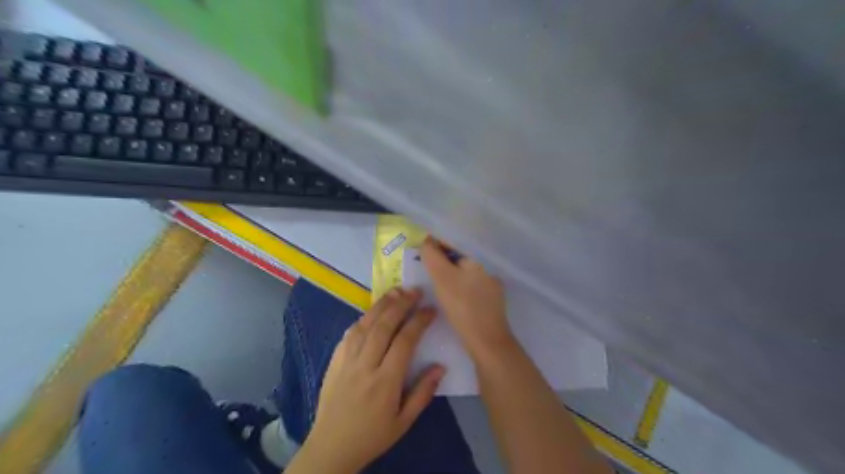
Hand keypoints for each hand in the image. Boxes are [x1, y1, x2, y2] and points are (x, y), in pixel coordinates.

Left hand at [295, 288, 443, 471]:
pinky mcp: (334, 360)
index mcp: (385, 382)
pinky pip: (350, 333)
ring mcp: (346, 361)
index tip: (430, 309)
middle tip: (415, 291)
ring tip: (396, 291)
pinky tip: (372, 312)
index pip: (405, 342)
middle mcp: (365, 366)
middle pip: (384, 326)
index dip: (419, 321)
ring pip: (365, 324)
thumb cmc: (372, 436)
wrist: (331, 447)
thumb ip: (423, 393)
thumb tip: (440, 366)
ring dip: (381, 305)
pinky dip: (363, 318)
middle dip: (401, 304)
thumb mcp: (404, 422)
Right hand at [417, 237, 510, 359]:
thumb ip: (433, 256)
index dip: (437, 246)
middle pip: (460, 260)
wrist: (487, 341)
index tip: (421, 253)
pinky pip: (471, 289)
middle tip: (424, 270)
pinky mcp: (492, 304)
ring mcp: (492, 288)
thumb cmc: (463, 305)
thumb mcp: (442, 278)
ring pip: (466, 276)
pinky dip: (459, 290)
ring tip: (435, 285)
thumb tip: (427, 240)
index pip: (454, 244)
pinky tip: (451, 299)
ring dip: (450, 277)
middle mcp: (488, 270)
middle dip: (443, 262)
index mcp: (478, 259)